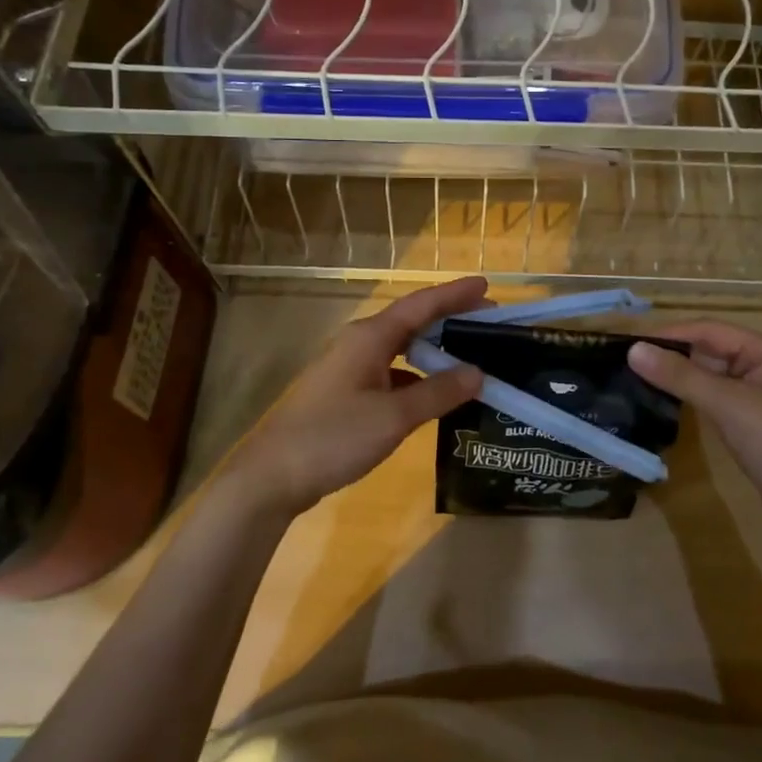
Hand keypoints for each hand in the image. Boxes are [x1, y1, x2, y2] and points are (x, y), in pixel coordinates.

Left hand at [221, 277, 487, 518]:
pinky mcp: (346, 393)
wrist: (272, 475)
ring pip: (401, 348)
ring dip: (434, 349)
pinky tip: (435, 393)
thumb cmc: (334, 436)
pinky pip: (392, 373)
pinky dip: (418, 377)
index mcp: (370, 338)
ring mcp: (350, 369)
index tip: (488, 285)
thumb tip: (478, 372)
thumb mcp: (394, 416)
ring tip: (470, 354)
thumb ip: (438, 393)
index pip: (421, 305)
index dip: (455, 294)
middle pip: (412, 322)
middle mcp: (360, 344)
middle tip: (489, 321)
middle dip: (449, 318)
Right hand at [627, 322, 761, 541]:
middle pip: (712, 350)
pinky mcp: (757, 421)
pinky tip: (666, 402)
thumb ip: (681, 377)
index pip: (711, 330)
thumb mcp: (730, 408)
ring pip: (713, 376)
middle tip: (626, 361)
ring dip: (681, 377)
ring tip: (637, 378)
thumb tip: (634, 350)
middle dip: (673, 355)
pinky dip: (694, 398)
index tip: (629, 341)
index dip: (670, 333)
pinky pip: (719, 399)